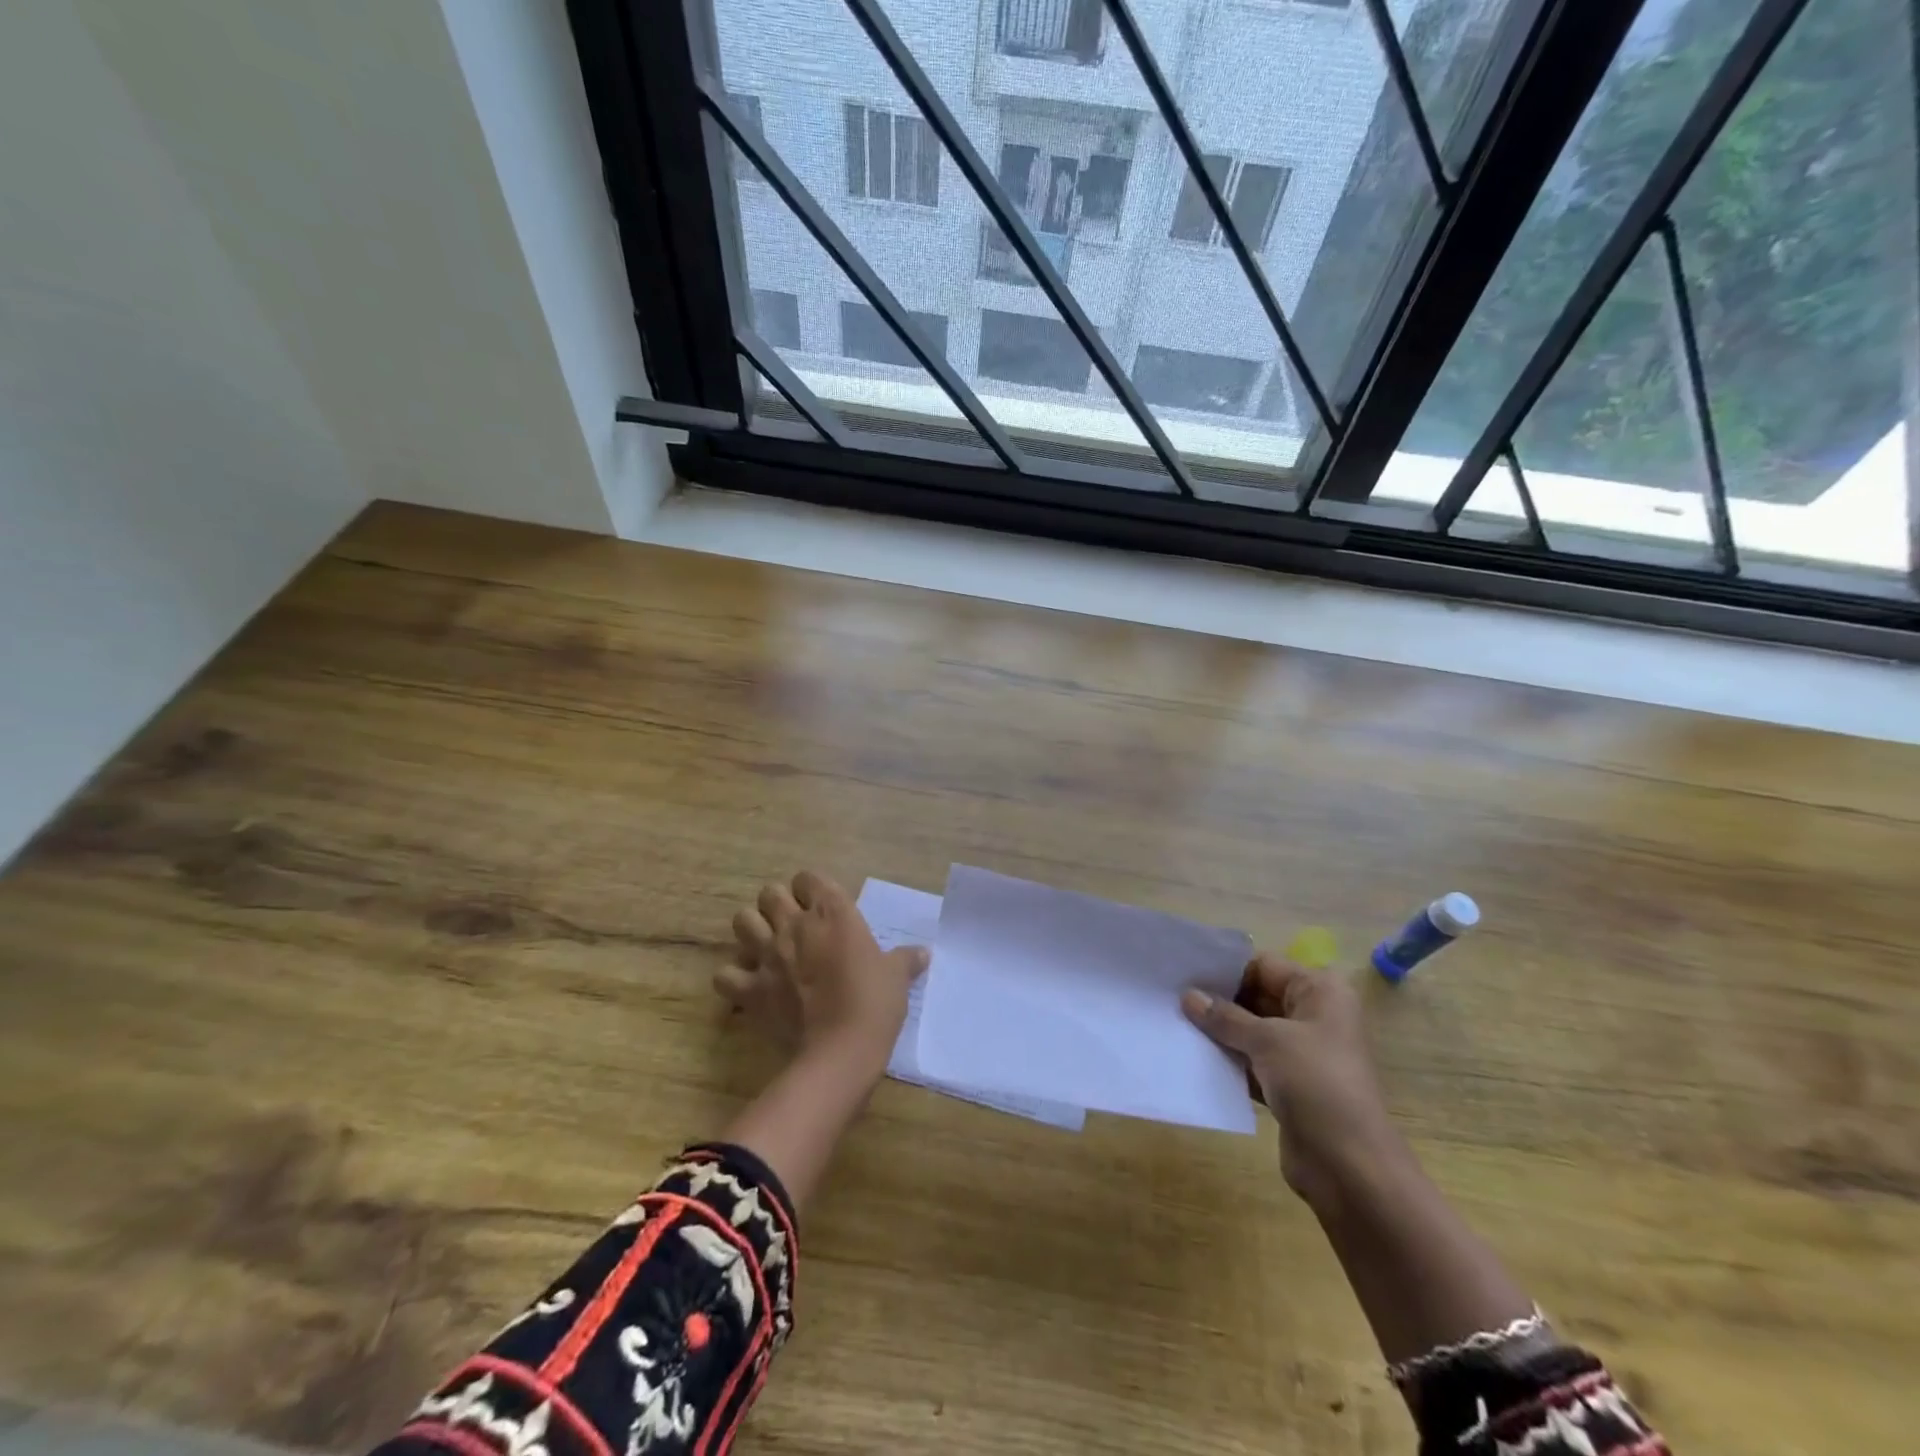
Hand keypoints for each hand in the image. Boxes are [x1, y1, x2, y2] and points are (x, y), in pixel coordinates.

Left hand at [718, 870, 926, 1072]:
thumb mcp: (897, 977)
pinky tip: (747, 984)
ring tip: (766, 946)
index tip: (821, 907)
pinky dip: (732, 977)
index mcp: (832, 913)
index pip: (809, 877)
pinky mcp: (750, 989)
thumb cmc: (874, 1004)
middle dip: (777, 904)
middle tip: (793, 925)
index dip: (812, 889)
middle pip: (769, 893)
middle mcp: (795, 925)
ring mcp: (767, 955)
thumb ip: (906, 960)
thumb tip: (924, 953)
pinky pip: (724, 974)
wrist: (841, 1052)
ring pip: (742, 921)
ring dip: (751, 930)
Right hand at [1182, 957, 1401, 1207]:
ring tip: (1174, 1023)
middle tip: (1171, 997)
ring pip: (1251, 1031)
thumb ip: (1225, 1017)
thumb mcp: (1268, 1041)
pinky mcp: (1288, 1085)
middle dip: (1217, 1000)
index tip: (1183, 971)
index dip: (1225, 968)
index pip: (1263, 966)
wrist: (1350, 1167)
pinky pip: (1251, 1061)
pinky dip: (1228, 1060)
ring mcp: (1301, 1053)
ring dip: (1219, 1032)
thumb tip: (1188, 996)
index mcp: (1320, 992)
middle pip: (1256, 996)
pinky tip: (1193, 1057)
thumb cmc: (1316, 1084)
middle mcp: (1313, 1016)